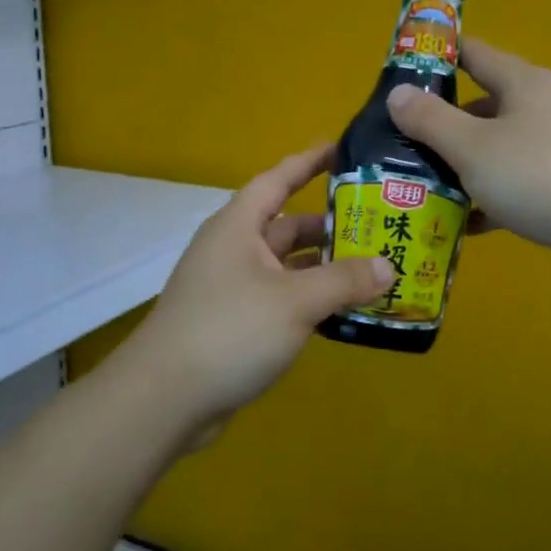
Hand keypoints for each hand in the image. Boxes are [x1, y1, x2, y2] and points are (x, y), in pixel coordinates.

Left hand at [133, 144, 392, 419]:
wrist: (163, 401)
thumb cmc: (229, 331)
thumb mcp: (295, 301)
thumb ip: (344, 280)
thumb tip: (388, 267)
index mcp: (239, 227)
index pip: (278, 179)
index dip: (309, 161)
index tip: (343, 149)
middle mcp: (234, 250)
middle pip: (288, 226)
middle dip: (330, 226)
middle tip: (378, 225)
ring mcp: (232, 288)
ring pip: (288, 266)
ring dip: (324, 268)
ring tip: (373, 269)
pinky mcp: (235, 323)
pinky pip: (282, 298)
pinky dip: (311, 299)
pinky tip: (344, 311)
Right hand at [387, 38, 550, 271]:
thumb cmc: (536, 175)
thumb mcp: (471, 147)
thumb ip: (430, 120)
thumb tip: (397, 93)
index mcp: (523, 83)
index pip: (474, 54)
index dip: (438, 57)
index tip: (402, 73)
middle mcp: (543, 105)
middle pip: (484, 104)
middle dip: (444, 122)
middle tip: (404, 140)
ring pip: (500, 146)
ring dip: (465, 164)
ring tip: (426, 184)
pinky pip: (518, 181)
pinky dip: (492, 195)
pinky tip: (467, 222)